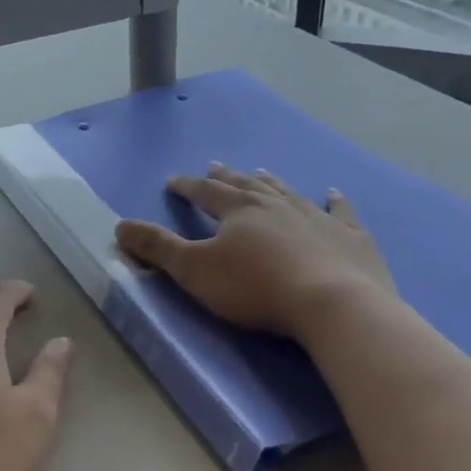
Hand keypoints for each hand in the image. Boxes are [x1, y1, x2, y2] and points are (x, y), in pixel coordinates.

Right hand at [114, 163, 396, 339]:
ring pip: (287, 192)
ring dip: (270, 182)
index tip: (173, 180)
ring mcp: (317, 216)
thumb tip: (120, 226)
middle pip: (245, 185)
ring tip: (260, 172)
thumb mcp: (195, 271)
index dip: (187, 187)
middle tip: (216, 165)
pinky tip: (333, 192)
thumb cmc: (256, 288)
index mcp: (238, 210)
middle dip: (226, 177)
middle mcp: (276, 204)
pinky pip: (340, 212)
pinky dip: (335, 201)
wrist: (333, 304)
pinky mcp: (351, 237)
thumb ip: (158, 248)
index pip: (205, 192)